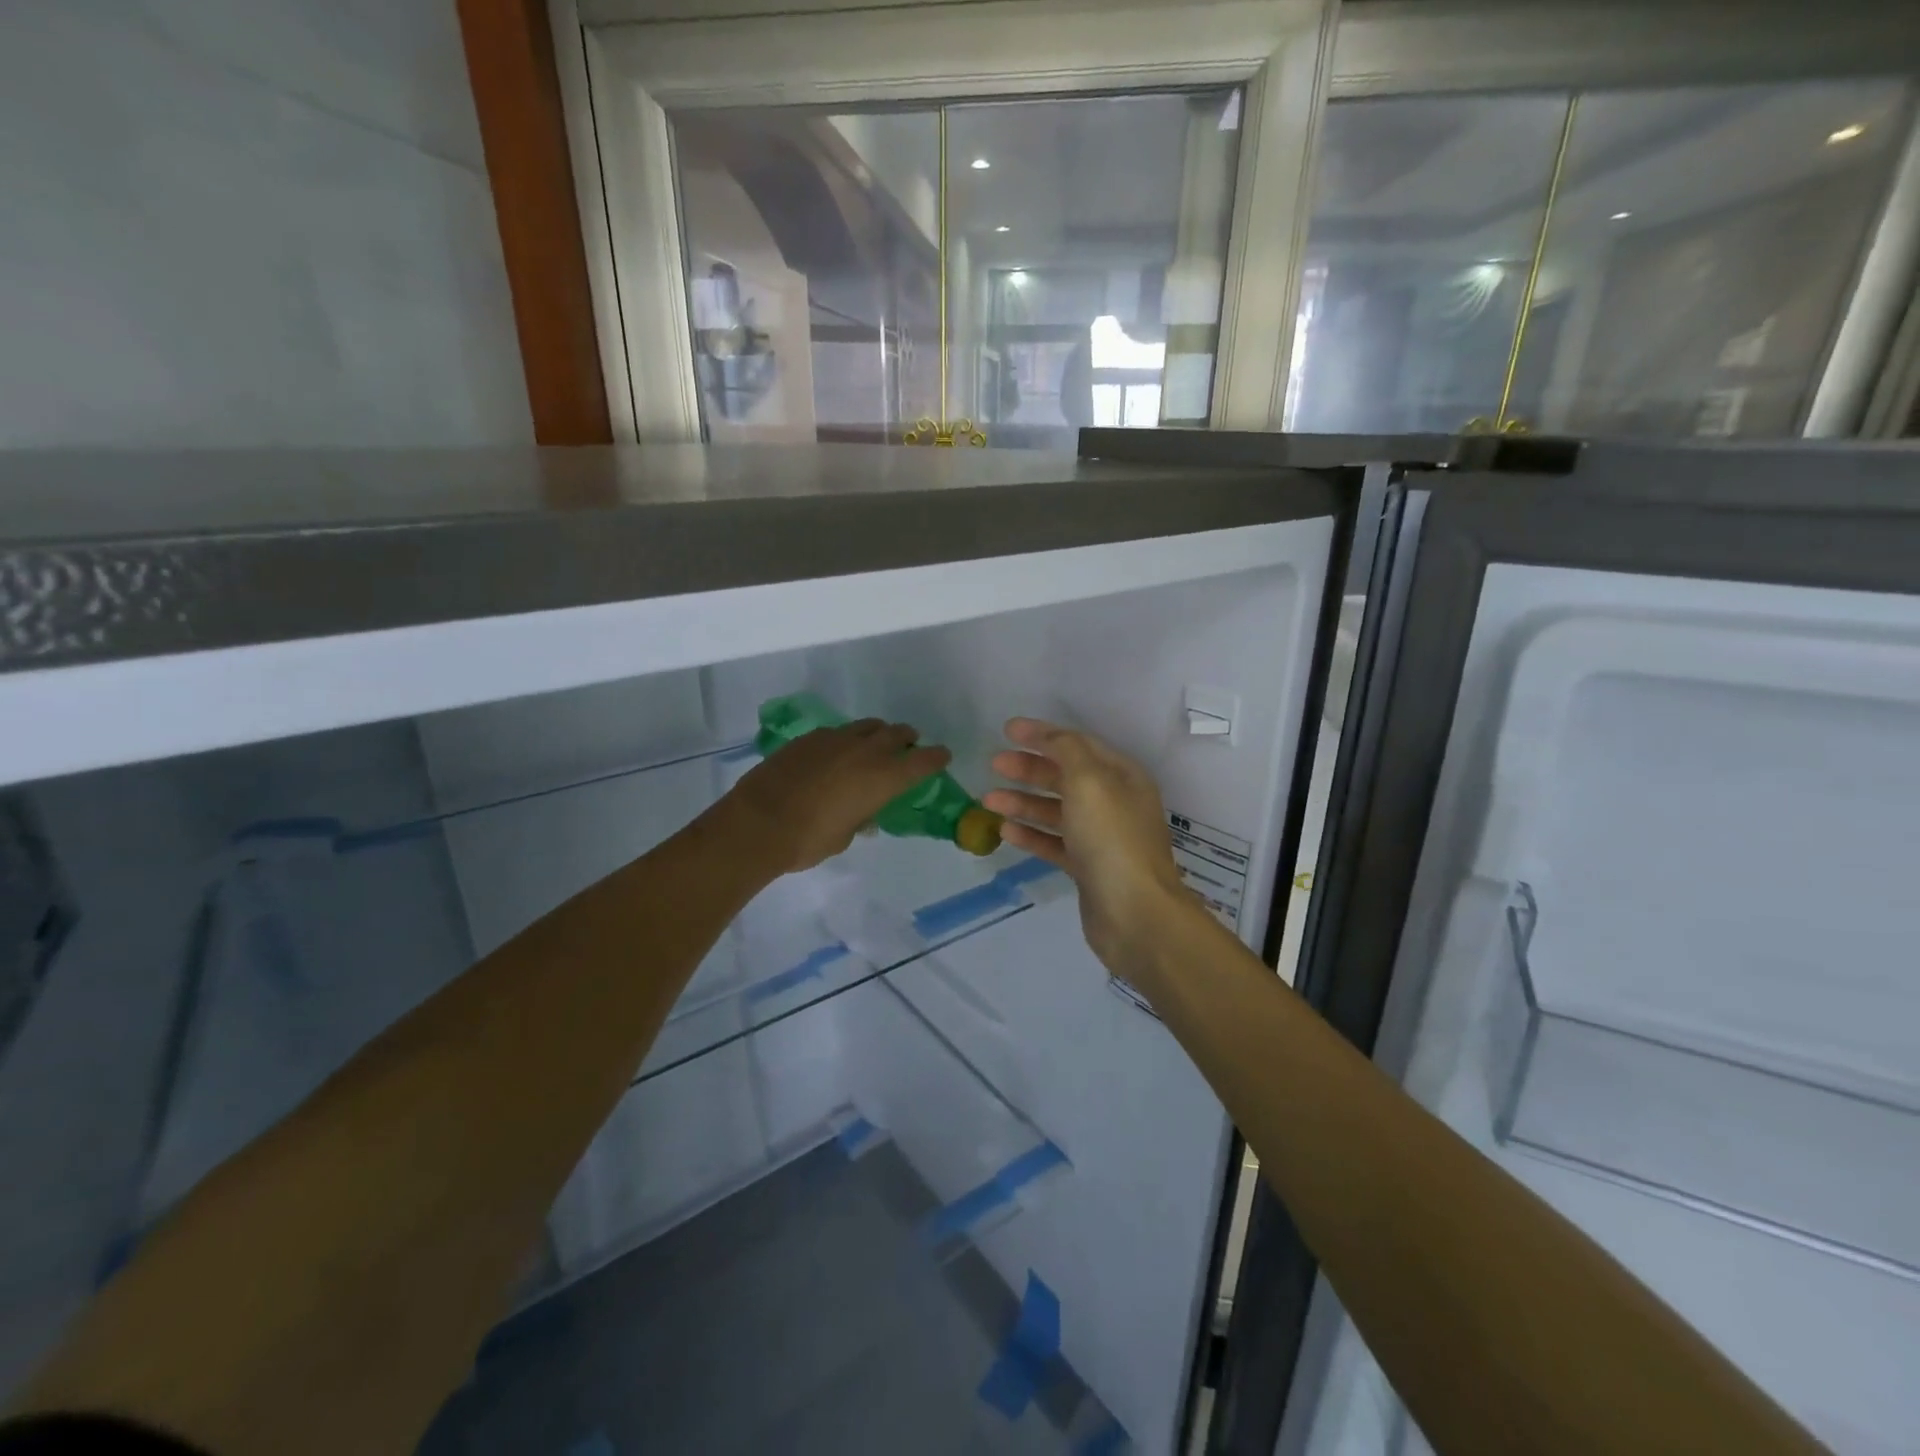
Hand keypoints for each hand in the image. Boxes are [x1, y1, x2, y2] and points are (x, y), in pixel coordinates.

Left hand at [718, 719, 951, 875]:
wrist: (759, 823)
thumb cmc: (809, 840)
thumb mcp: (845, 835)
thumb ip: (861, 817)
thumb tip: (865, 813)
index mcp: (884, 777)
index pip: (922, 760)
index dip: (936, 757)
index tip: (943, 755)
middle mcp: (865, 751)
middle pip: (896, 733)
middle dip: (907, 739)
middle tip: (908, 746)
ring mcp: (835, 739)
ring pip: (867, 727)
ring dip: (877, 734)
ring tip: (873, 746)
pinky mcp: (808, 738)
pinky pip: (837, 733)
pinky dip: (846, 740)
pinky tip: (836, 755)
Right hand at [983, 718, 1189, 973]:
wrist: (1134, 913)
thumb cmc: (1111, 838)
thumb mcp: (1089, 780)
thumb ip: (1066, 750)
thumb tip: (1048, 736)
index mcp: (1122, 776)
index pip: (1078, 745)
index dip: (1043, 734)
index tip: (1007, 730)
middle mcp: (1114, 803)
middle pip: (1065, 777)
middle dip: (1029, 768)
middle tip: (994, 764)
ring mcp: (1101, 838)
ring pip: (1056, 811)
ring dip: (1023, 802)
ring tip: (988, 800)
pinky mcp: (1087, 868)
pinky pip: (1054, 843)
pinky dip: (1031, 834)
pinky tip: (1006, 831)